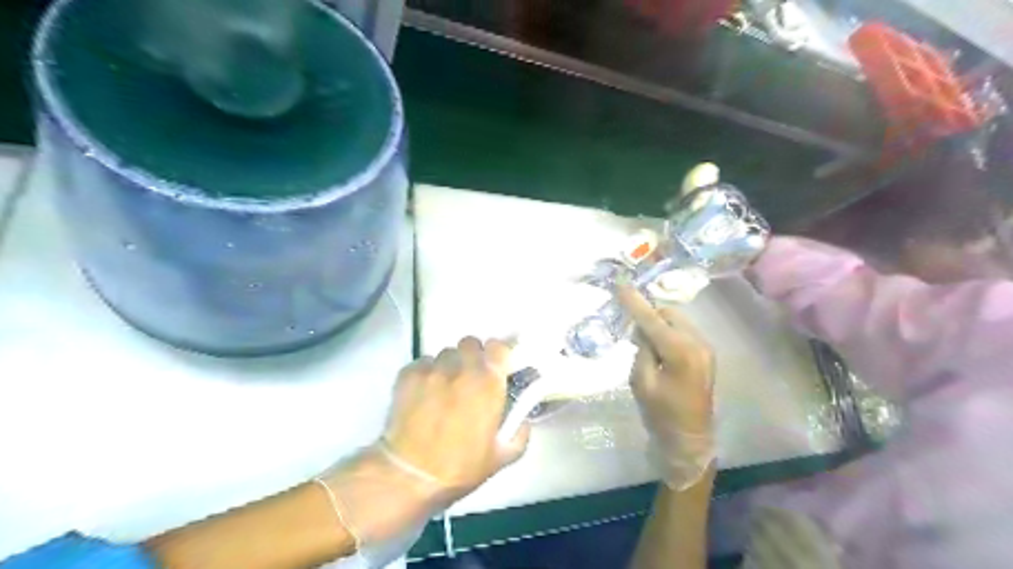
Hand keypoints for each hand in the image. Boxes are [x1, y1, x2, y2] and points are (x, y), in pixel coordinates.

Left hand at [385, 336, 531, 499]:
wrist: (410, 476)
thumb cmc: (460, 467)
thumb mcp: (502, 456)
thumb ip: (519, 432)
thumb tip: (522, 419)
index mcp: (488, 382)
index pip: (499, 346)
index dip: (499, 354)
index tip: (497, 367)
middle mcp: (462, 367)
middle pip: (471, 343)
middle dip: (473, 357)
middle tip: (471, 378)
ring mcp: (433, 368)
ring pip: (446, 354)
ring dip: (450, 366)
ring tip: (444, 388)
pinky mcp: (408, 374)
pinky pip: (423, 363)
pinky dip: (427, 373)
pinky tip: (423, 394)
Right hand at [614, 287, 715, 485]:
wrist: (690, 439)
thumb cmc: (661, 414)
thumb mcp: (641, 381)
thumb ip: (641, 349)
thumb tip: (642, 329)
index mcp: (680, 351)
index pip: (652, 318)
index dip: (634, 301)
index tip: (620, 284)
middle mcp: (697, 343)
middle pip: (668, 313)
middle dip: (649, 313)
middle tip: (630, 326)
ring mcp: (705, 348)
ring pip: (677, 321)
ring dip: (659, 323)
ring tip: (643, 339)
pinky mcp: (706, 354)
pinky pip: (684, 332)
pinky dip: (668, 332)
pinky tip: (657, 347)